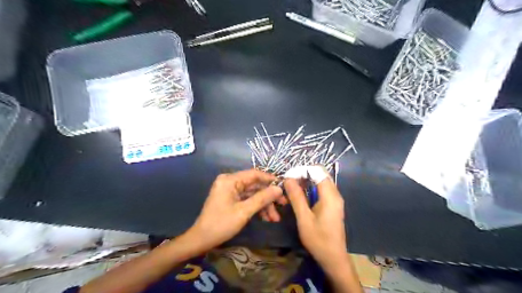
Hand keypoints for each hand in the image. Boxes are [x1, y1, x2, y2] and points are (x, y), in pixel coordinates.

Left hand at [191, 171, 283, 250]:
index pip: (254, 174)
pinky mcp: (231, 198)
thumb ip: (262, 198)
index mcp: (230, 180)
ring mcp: (230, 190)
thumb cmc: (221, 224)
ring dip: (264, 205)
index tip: (284, 187)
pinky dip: (256, 207)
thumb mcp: (244, 211)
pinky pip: (247, 199)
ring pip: (252, 193)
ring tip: (275, 218)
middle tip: (283, 205)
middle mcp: (230, 181)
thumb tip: (279, 189)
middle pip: (255, 185)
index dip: (270, 180)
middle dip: (268, 197)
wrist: (201, 240)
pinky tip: (266, 218)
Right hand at [283, 177, 347, 268]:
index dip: (302, 170)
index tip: (288, 176)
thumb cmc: (318, 239)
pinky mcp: (333, 205)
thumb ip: (296, 197)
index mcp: (330, 195)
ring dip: (306, 182)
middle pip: (320, 174)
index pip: (317, 171)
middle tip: (288, 182)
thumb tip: (288, 178)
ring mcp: (335, 199)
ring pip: (320, 181)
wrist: (333, 258)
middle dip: (303, 175)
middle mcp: (335, 194)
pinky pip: (322, 190)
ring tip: (292, 188)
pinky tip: (301, 196)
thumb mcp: (304, 218)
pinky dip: (311, 188)